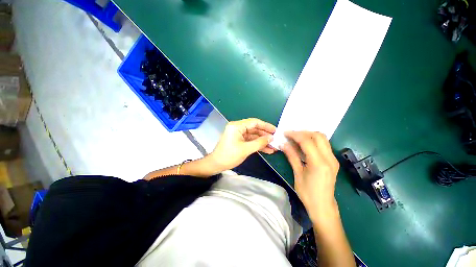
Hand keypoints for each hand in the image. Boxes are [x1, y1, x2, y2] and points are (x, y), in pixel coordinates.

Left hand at [209, 118, 276, 170]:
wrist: (216, 164)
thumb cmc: (229, 155)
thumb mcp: (245, 149)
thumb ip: (259, 142)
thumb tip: (271, 138)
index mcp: (237, 126)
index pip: (254, 122)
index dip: (266, 126)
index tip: (275, 131)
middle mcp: (238, 128)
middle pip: (255, 129)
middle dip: (265, 135)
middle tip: (276, 140)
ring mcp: (239, 135)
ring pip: (253, 136)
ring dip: (263, 141)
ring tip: (274, 147)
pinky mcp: (239, 141)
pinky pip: (250, 141)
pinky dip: (258, 145)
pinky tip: (267, 150)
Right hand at [280, 131, 339, 222]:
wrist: (323, 206)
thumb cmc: (307, 193)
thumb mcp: (297, 174)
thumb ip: (291, 156)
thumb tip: (283, 144)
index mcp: (319, 163)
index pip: (307, 141)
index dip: (295, 135)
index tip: (285, 133)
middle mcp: (329, 158)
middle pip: (319, 136)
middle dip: (304, 132)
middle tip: (292, 135)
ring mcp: (333, 159)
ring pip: (323, 139)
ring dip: (309, 135)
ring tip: (297, 138)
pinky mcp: (333, 161)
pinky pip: (324, 145)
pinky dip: (313, 141)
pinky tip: (304, 146)